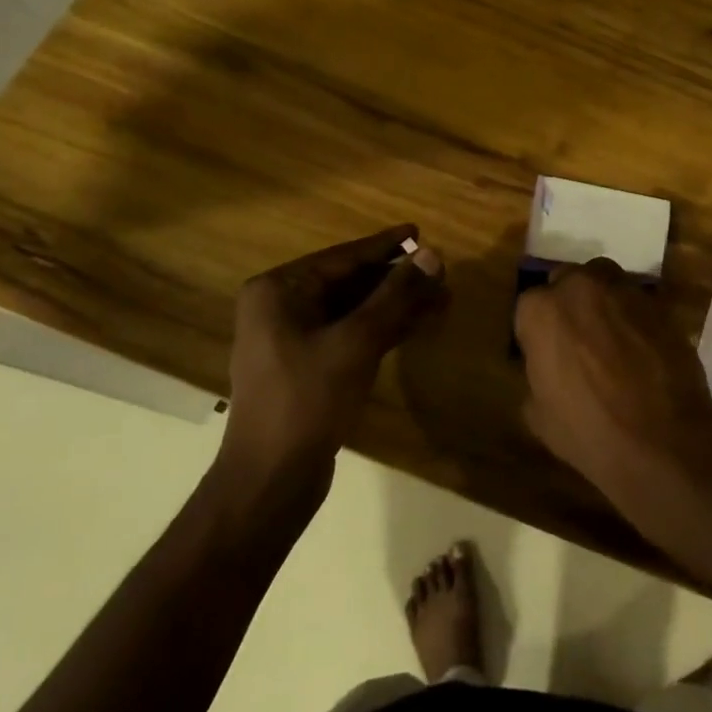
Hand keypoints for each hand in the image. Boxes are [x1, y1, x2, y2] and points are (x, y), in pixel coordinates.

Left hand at [215, 225, 445, 503]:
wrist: (271, 479)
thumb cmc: (308, 399)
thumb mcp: (356, 341)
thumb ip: (395, 295)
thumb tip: (432, 255)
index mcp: (279, 291)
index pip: (342, 257)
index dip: (385, 246)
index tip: (419, 231)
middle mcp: (281, 307)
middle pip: (349, 282)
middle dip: (396, 280)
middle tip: (440, 273)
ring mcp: (292, 339)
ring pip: (353, 310)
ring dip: (394, 305)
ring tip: (440, 298)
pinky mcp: (307, 366)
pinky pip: (349, 334)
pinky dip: (381, 329)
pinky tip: (416, 324)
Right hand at [514, 258, 711, 518]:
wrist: (664, 441)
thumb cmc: (589, 431)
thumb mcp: (539, 415)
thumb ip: (536, 375)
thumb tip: (547, 367)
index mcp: (542, 310)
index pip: (529, 307)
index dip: (537, 331)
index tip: (545, 353)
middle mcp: (581, 287)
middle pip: (568, 283)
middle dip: (569, 305)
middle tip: (577, 341)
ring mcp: (624, 290)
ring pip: (604, 283)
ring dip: (602, 303)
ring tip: (610, 340)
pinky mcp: (659, 303)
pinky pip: (636, 302)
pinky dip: (633, 318)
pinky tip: (639, 349)